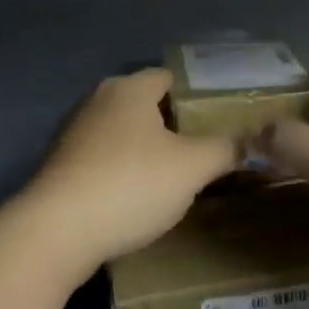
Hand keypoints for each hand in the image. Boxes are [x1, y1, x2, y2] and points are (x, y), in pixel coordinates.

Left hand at [21, 68, 238, 270]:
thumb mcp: (192, 168)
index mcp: (130, 88)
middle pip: (144, 104)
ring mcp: (74, 132)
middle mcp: (98, 99)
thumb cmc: (131, 184)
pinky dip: (121, 169)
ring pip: (122, 132)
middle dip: (172, 125)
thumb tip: (251, 141)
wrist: (57, 231)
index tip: (217, 121)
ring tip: (173, 177)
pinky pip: (102, 157)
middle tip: (202, 150)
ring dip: (145, 149)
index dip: (195, 95)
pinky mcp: (60, 164)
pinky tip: (135, 196)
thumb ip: (225, 149)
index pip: (168, 77)